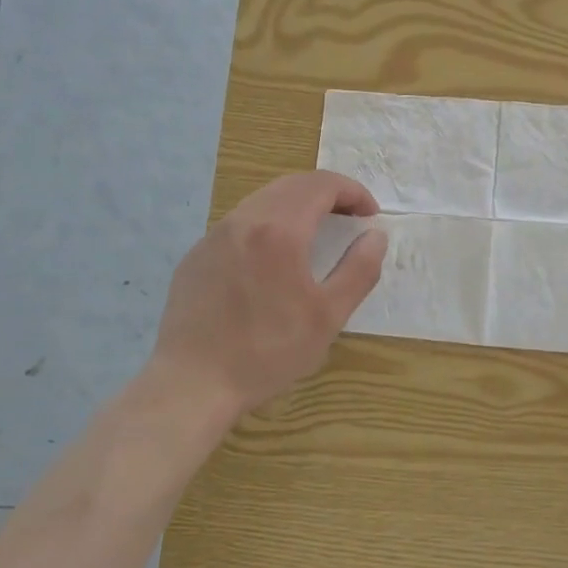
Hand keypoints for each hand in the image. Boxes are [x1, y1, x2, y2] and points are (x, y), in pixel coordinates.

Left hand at [150, 171, 387, 422]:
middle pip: (292, 184)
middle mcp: (244, 220)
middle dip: (327, 193)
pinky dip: (267, 223)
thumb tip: (375, 235)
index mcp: (280, 230)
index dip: (353, 192)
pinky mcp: (197, 254)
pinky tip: (272, 258)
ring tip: (316, 232)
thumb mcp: (328, 316)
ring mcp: (215, 235)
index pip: (322, 185)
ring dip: (297, 204)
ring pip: (263, 199)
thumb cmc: (267, 352)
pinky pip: (239, 223)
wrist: (192, 382)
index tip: (370, 214)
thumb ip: (359, 270)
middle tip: (349, 217)